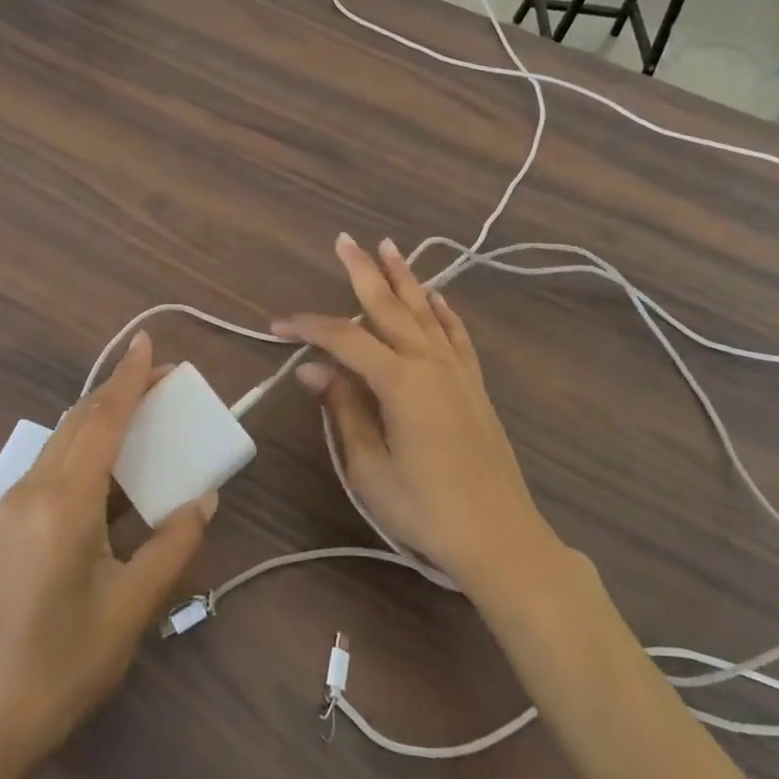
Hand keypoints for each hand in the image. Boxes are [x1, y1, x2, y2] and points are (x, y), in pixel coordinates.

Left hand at [0, 332, 216, 776]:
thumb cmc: (62, 664)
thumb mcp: (131, 608)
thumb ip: (172, 546)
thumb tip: (202, 500)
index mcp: (64, 502)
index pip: (103, 420)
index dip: (128, 378)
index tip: (147, 342)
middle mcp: (33, 489)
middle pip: (80, 420)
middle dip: (119, 392)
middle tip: (163, 380)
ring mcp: (14, 506)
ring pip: (63, 440)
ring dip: (101, 419)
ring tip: (144, 416)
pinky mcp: (8, 526)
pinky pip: (53, 466)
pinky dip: (86, 448)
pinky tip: (111, 470)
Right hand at [272, 234, 558, 597]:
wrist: (500, 538)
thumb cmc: (426, 509)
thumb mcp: (369, 468)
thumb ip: (343, 411)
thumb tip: (312, 370)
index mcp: (400, 381)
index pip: (344, 339)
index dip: (309, 328)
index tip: (278, 326)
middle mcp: (429, 363)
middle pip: (390, 306)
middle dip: (364, 271)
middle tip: (344, 240)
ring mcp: (457, 371)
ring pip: (426, 311)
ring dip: (404, 278)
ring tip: (388, 247)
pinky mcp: (474, 385)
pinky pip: (456, 335)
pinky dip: (445, 311)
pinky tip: (437, 296)